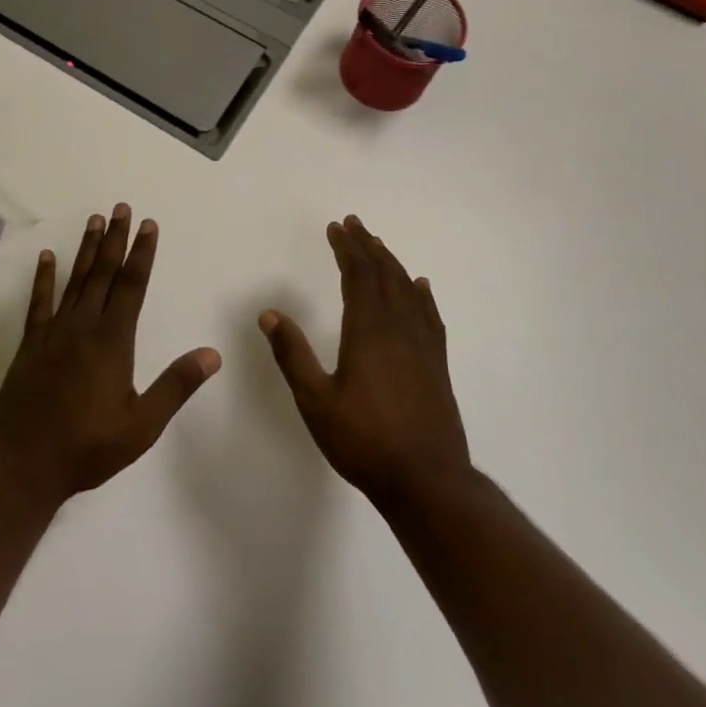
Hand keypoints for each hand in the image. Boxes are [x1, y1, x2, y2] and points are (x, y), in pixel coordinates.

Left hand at [0, 204, 220, 503]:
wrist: (23, 462)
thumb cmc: (88, 446)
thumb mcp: (142, 424)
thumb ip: (176, 386)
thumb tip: (213, 354)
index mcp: (113, 340)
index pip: (132, 285)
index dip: (142, 253)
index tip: (148, 225)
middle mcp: (84, 325)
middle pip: (103, 272)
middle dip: (115, 239)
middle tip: (121, 207)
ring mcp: (54, 331)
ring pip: (75, 280)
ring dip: (86, 249)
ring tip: (95, 220)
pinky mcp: (31, 343)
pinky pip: (39, 302)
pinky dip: (44, 278)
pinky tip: (47, 258)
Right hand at [259, 215, 470, 506]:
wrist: (428, 482)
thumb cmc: (365, 441)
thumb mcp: (316, 401)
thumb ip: (292, 355)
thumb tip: (269, 313)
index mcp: (368, 331)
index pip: (358, 275)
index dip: (346, 248)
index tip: (335, 227)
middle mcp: (398, 328)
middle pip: (384, 274)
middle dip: (367, 246)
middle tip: (353, 224)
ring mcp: (422, 345)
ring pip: (407, 290)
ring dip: (391, 263)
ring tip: (377, 245)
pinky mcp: (437, 363)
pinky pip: (429, 315)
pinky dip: (421, 294)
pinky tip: (419, 287)